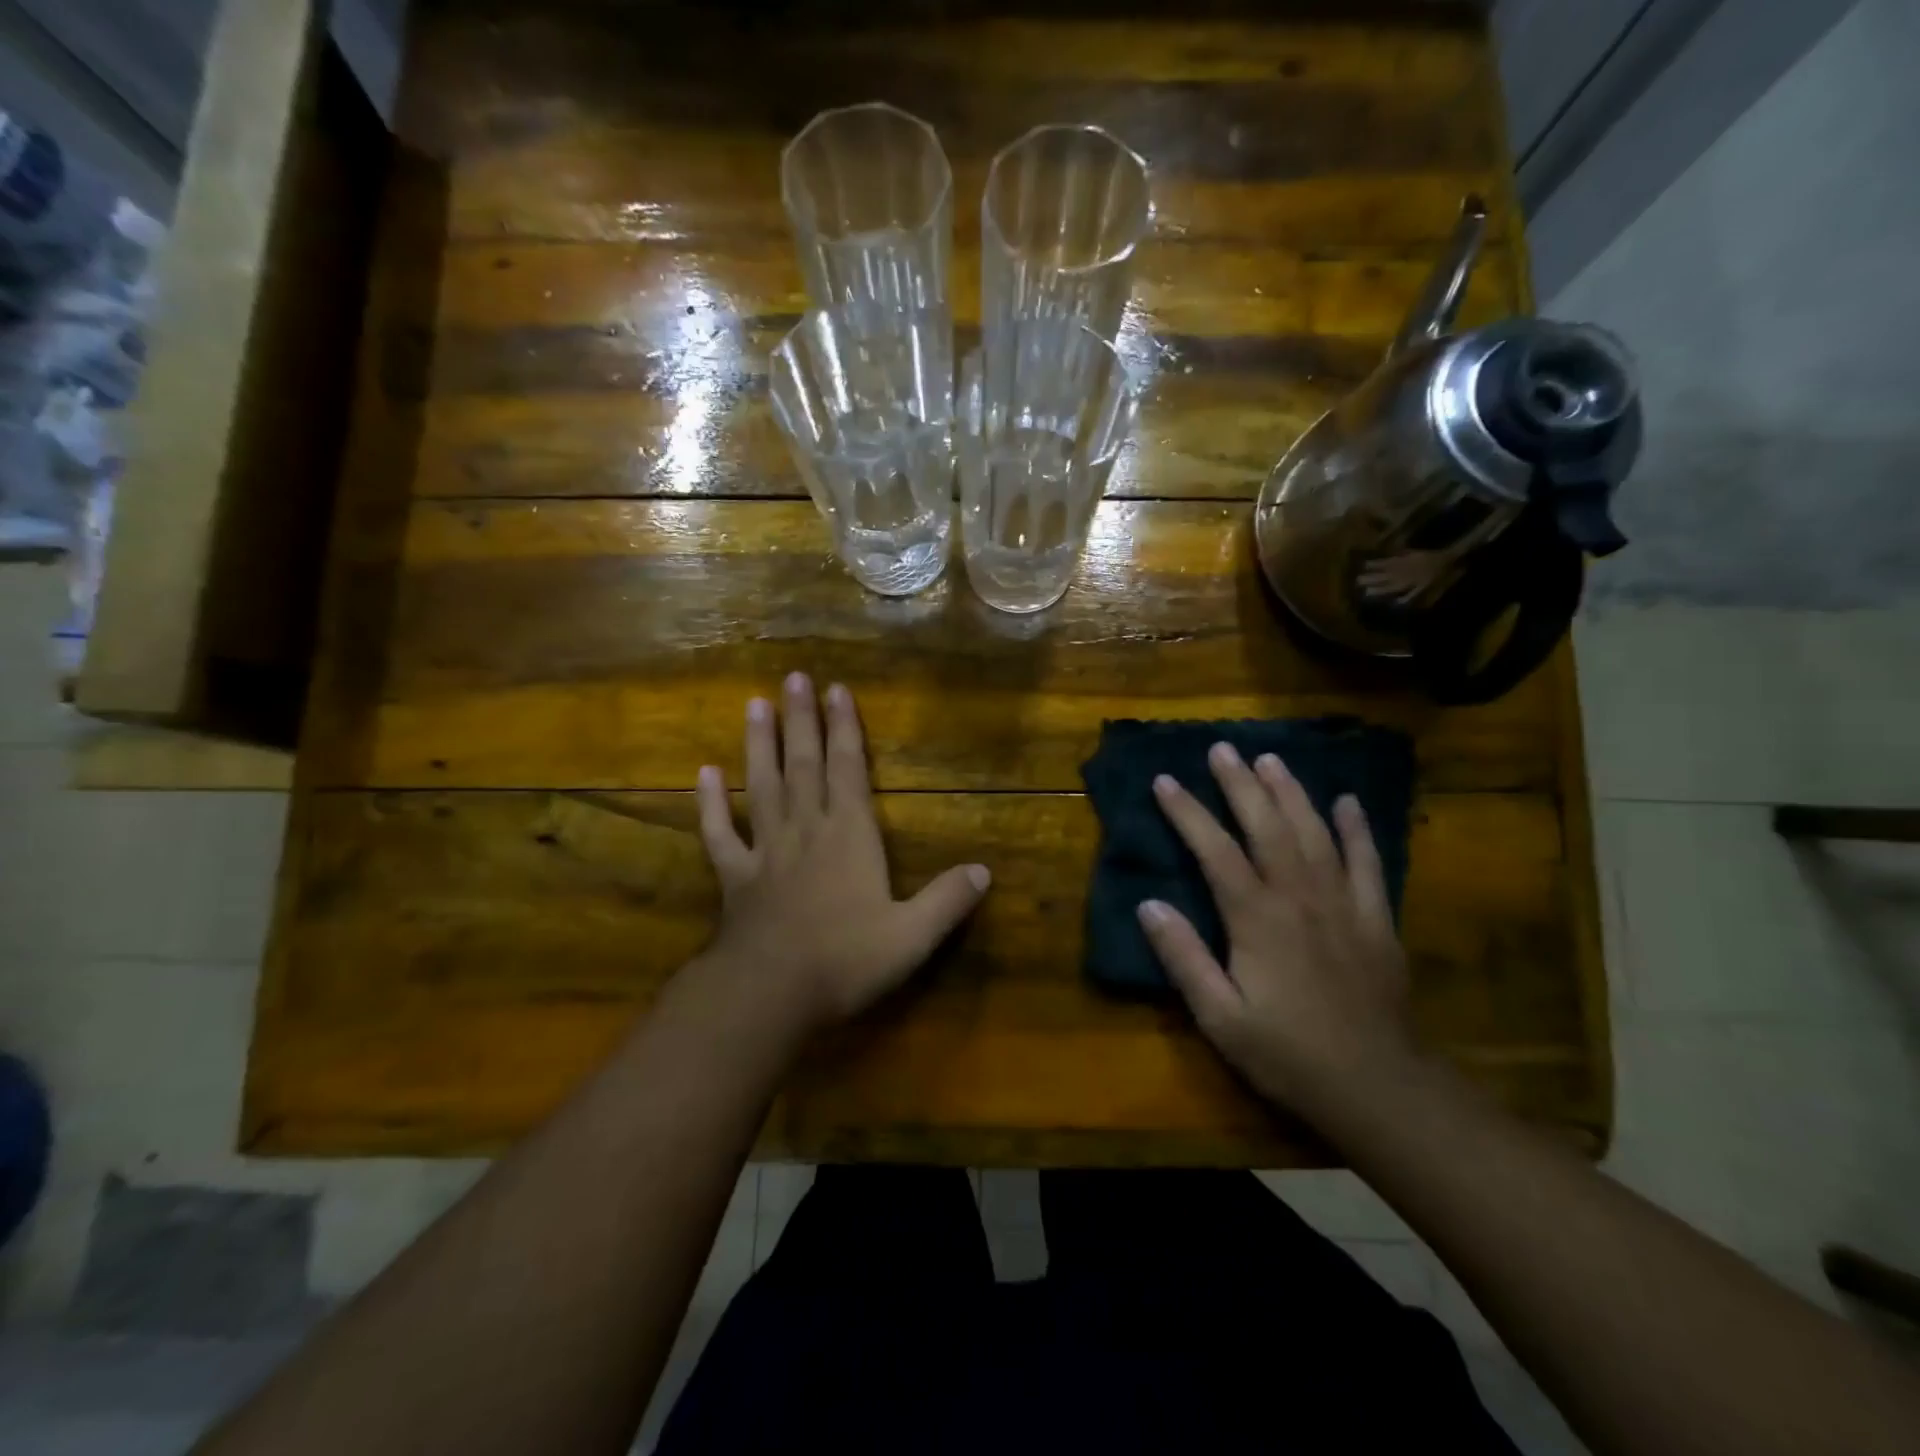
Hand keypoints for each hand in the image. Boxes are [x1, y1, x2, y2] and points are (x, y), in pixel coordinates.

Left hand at [694, 673, 990, 1031]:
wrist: (771, 994)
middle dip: (801, 720)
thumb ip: (947, 900)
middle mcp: (806, 830)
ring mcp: (765, 850)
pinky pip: (719, 833)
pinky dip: (709, 803)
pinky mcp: (734, 876)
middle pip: (803, 764)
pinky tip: (704, 774)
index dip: (845, 729)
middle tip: (793, 678)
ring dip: (758, 744)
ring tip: (754, 705)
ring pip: (762, 785)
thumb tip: (984, 871)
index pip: (848, 770)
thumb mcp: (912, 936)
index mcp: (849, 836)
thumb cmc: (845, 960)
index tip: (837, 690)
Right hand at [1137, 742, 1418, 1118]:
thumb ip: (1184, 958)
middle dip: (1240, 784)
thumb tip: (1149, 904)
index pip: (1215, 850)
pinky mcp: (1377, 919)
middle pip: (1267, 826)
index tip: (1165, 780)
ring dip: (1291, 792)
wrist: (1378, 1088)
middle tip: (1221, 748)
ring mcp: (1343, 903)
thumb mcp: (1220, 1017)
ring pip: (1315, 832)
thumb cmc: (1288, 1054)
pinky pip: (1368, 862)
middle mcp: (1300, 896)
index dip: (1188, 812)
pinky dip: (1357, 829)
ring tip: (1271, 759)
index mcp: (1257, 918)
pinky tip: (1348, 802)